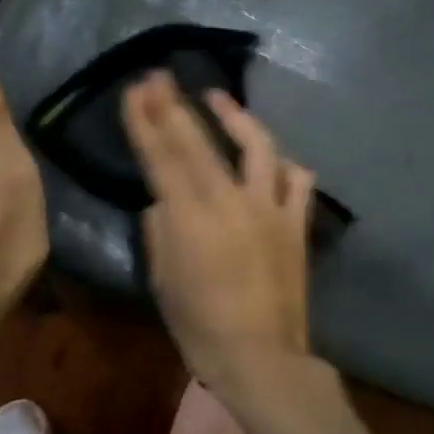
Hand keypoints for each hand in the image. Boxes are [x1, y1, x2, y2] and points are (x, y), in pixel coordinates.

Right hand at [122, 71, 315, 397]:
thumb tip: (163, 202)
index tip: (136, 89)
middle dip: (174, 105)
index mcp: (190, 218)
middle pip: (198, 142)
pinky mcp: (296, 223)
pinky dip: (284, 165)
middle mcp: (230, 202)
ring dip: (235, 116)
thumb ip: (160, 232)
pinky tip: (272, 161)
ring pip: (257, 146)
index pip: (162, 157)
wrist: (262, 357)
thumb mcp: (163, 280)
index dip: (145, 121)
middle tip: (159, 76)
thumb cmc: (200, 327)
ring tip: (217, 98)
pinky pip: (297, 181)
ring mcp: (269, 208)